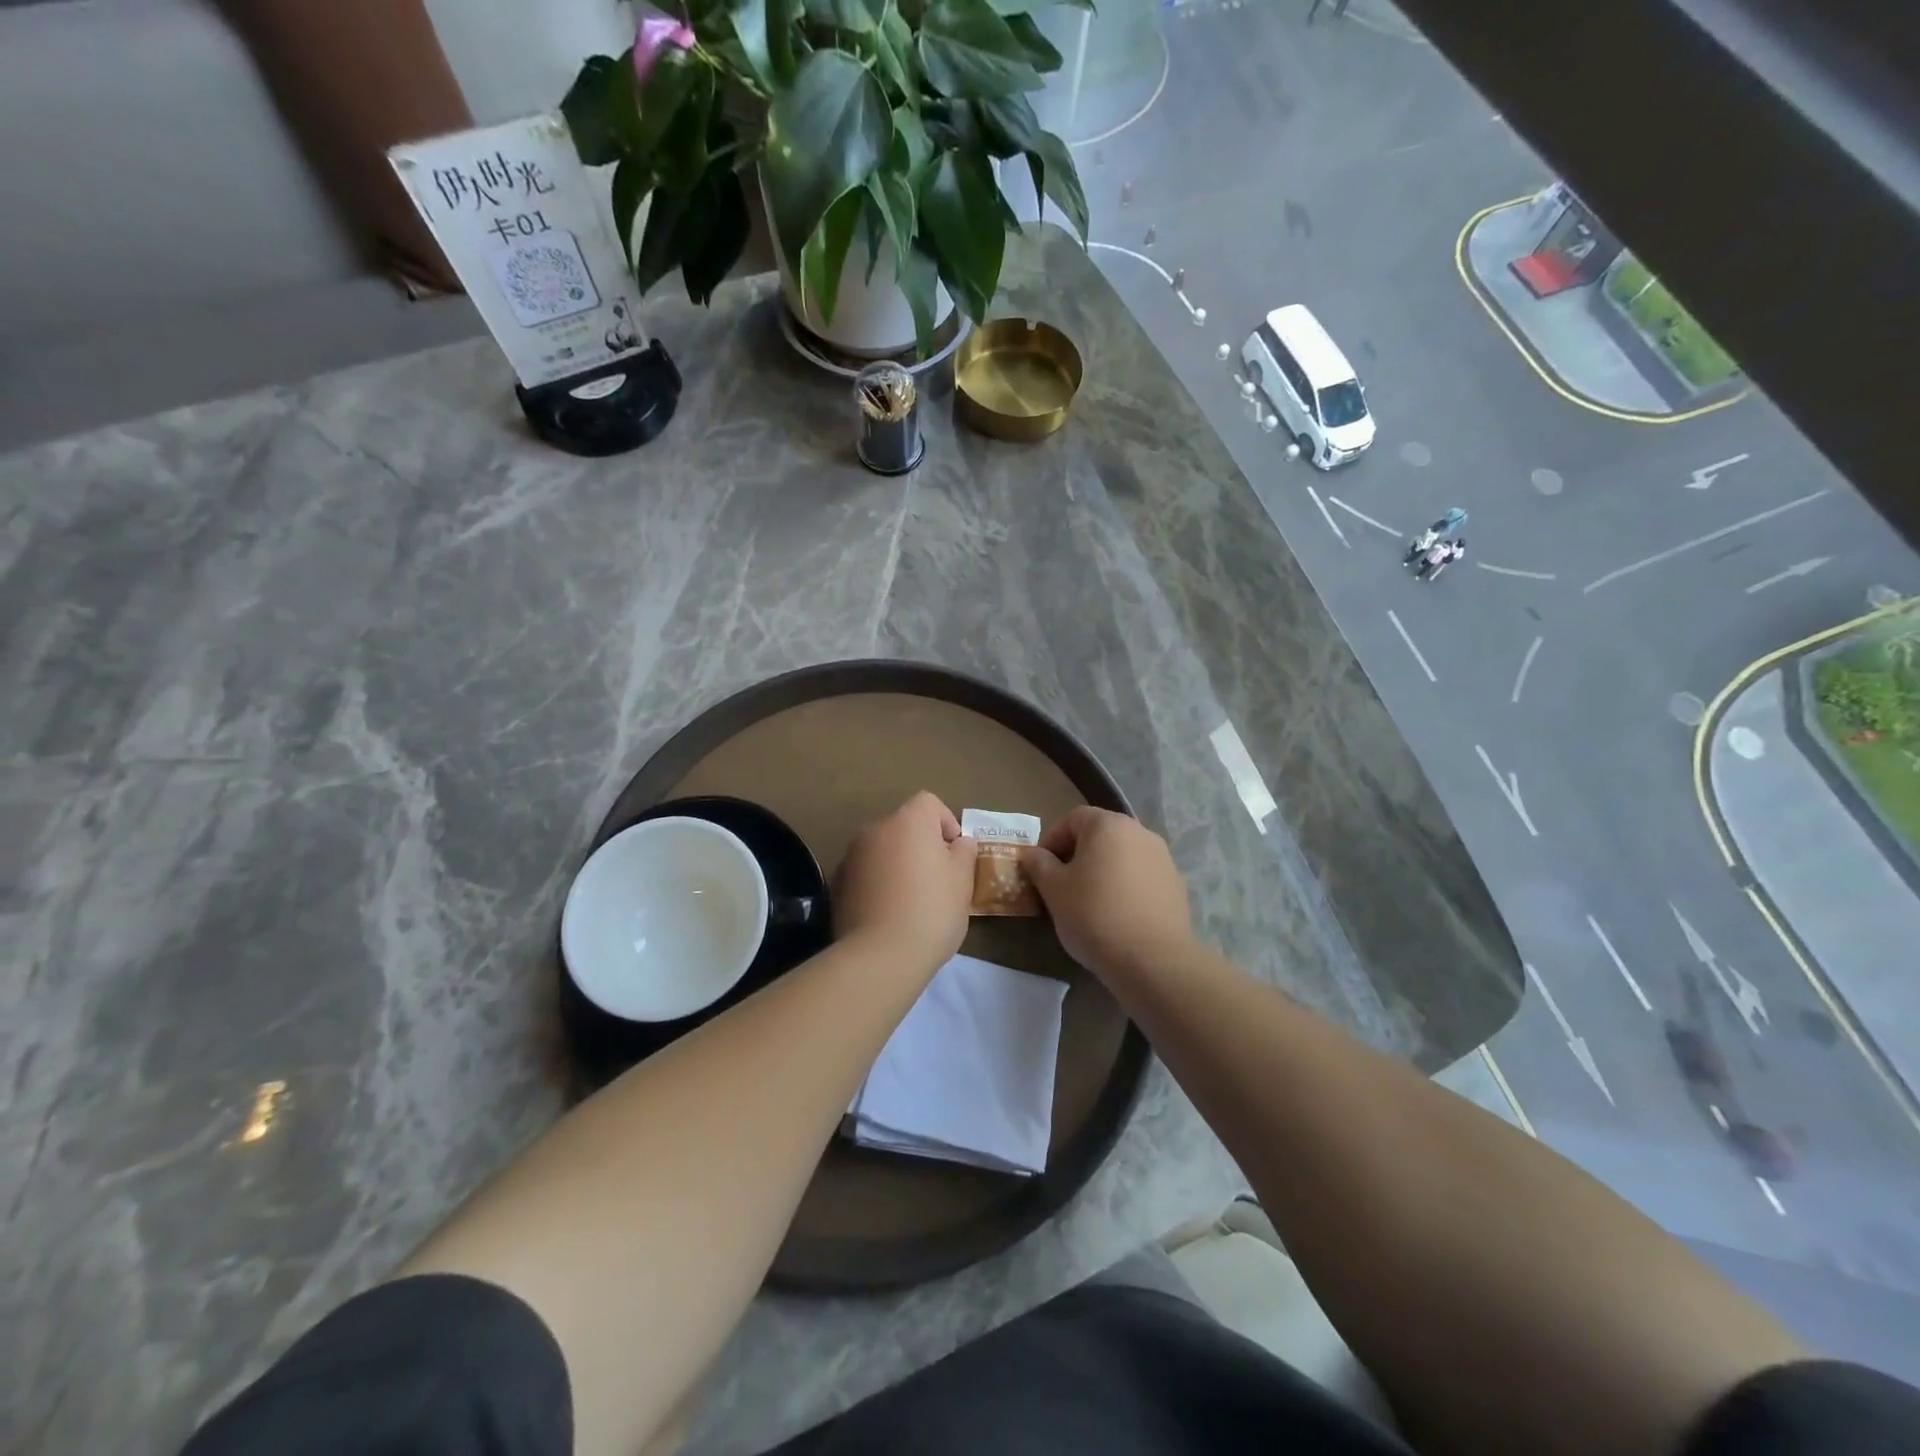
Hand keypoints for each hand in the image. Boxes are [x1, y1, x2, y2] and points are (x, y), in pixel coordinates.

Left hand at [834, 792, 977, 971]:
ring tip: (911, 901)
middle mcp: (875, 829)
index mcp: (908, 821)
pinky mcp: (837, 884)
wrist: (879, 956)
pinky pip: (866, 873)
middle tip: (937, 881)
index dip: (946, 823)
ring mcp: (851, 856)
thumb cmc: (931, 911)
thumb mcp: (962, 881)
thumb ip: (963, 853)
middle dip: (921, 846)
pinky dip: (878, 884)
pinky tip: (888, 914)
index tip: (954, 855)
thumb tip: (958, 843)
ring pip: (883, 850)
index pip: (929, 803)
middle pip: (904, 827)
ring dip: (897, 865)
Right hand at [1021, 808, 1192, 977]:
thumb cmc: (1094, 915)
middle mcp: (1140, 832)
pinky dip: (1125, 887)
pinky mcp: (1175, 885)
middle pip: (1100, 835)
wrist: (1153, 959)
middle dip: (1077, 855)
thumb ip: (1039, 864)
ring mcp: (1162, 858)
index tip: (1041, 868)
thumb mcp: (1054, 889)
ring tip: (1089, 902)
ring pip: (1122, 856)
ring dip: (1102, 871)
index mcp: (1108, 825)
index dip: (1052, 840)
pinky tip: (1117, 916)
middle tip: (1061, 885)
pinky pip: (1140, 877)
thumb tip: (1033, 853)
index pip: (1073, 819)